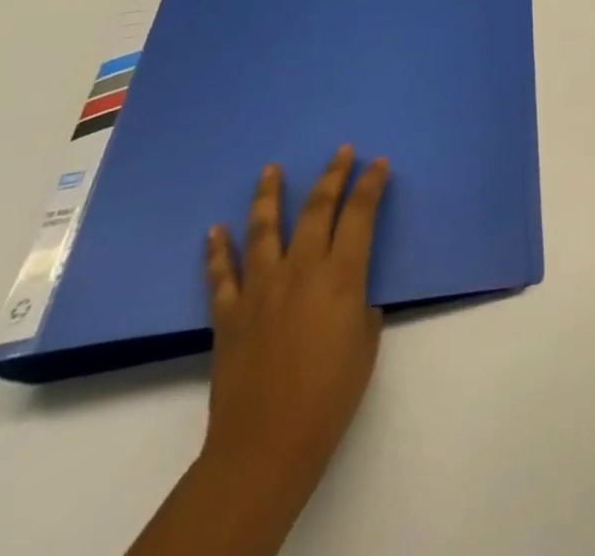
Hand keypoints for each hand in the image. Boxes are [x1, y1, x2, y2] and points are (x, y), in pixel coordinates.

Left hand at [203, 147, 391, 480]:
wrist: (267, 443)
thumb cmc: (332, 392)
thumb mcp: (366, 339)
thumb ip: (358, 304)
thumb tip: (346, 293)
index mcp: (341, 274)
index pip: (360, 214)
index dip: (371, 184)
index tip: (379, 163)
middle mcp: (301, 269)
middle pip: (317, 209)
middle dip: (332, 176)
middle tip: (340, 151)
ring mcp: (260, 289)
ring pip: (264, 229)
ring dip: (268, 196)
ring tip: (270, 170)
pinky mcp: (228, 315)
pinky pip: (222, 275)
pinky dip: (218, 251)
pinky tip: (216, 230)